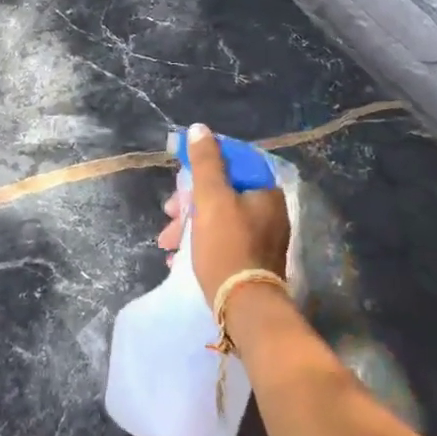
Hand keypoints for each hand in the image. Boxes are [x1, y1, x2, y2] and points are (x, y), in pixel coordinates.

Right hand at [158, 123, 290, 305]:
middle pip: (223, 193)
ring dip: (189, 226)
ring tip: (167, 243)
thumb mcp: (211, 199)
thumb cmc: (227, 246)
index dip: (203, 167)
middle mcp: (269, 212)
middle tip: (169, 215)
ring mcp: (263, 238)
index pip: (233, 163)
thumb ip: (205, 162)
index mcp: (265, 192)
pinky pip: (222, 241)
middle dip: (189, 203)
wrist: (244, 306)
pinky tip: (178, 258)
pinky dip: (200, 244)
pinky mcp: (252, 261)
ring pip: (219, 219)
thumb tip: (200, 129)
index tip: (180, 181)